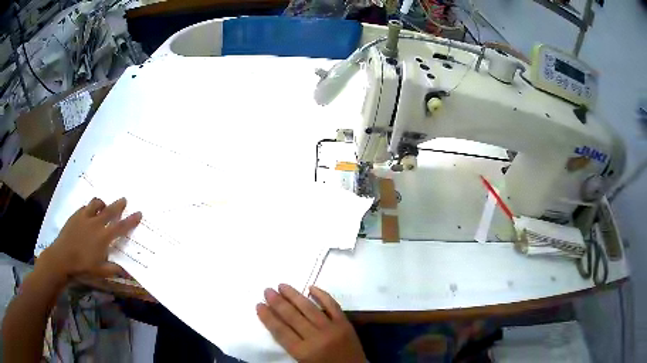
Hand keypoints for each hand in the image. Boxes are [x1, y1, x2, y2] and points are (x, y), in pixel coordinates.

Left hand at [37, 197, 141, 281]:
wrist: (62, 258)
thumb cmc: (82, 266)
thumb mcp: (100, 272)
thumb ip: (114, 269)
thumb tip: (128, 273)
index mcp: (104, 237)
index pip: (121, 227)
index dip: (131, 220)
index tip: (139, 213)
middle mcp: (96, 224)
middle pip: (110, 210)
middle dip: (118, 204)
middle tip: (124, 200)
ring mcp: (85, 217)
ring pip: (96, 203)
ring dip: (102, 204)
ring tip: (103, 206)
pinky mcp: (75, 215)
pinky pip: (85, 207)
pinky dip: (90, 208)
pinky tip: (88, 214)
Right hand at [257, 284, 365, 362]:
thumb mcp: (302, 361)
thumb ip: (290, 344)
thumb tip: (277, 322)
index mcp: (303, 352)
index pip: (281, 331)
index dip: (268, 317)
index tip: (259, 305)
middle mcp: (316, 338)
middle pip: (292, 317)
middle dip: (277, 302)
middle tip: (267, 290)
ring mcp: (332, 329)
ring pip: (309, 308)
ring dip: (294, 295)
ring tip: (282, 285)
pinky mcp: (345, 324)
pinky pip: (332, 306)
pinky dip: (322, 295)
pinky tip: (311, 287)